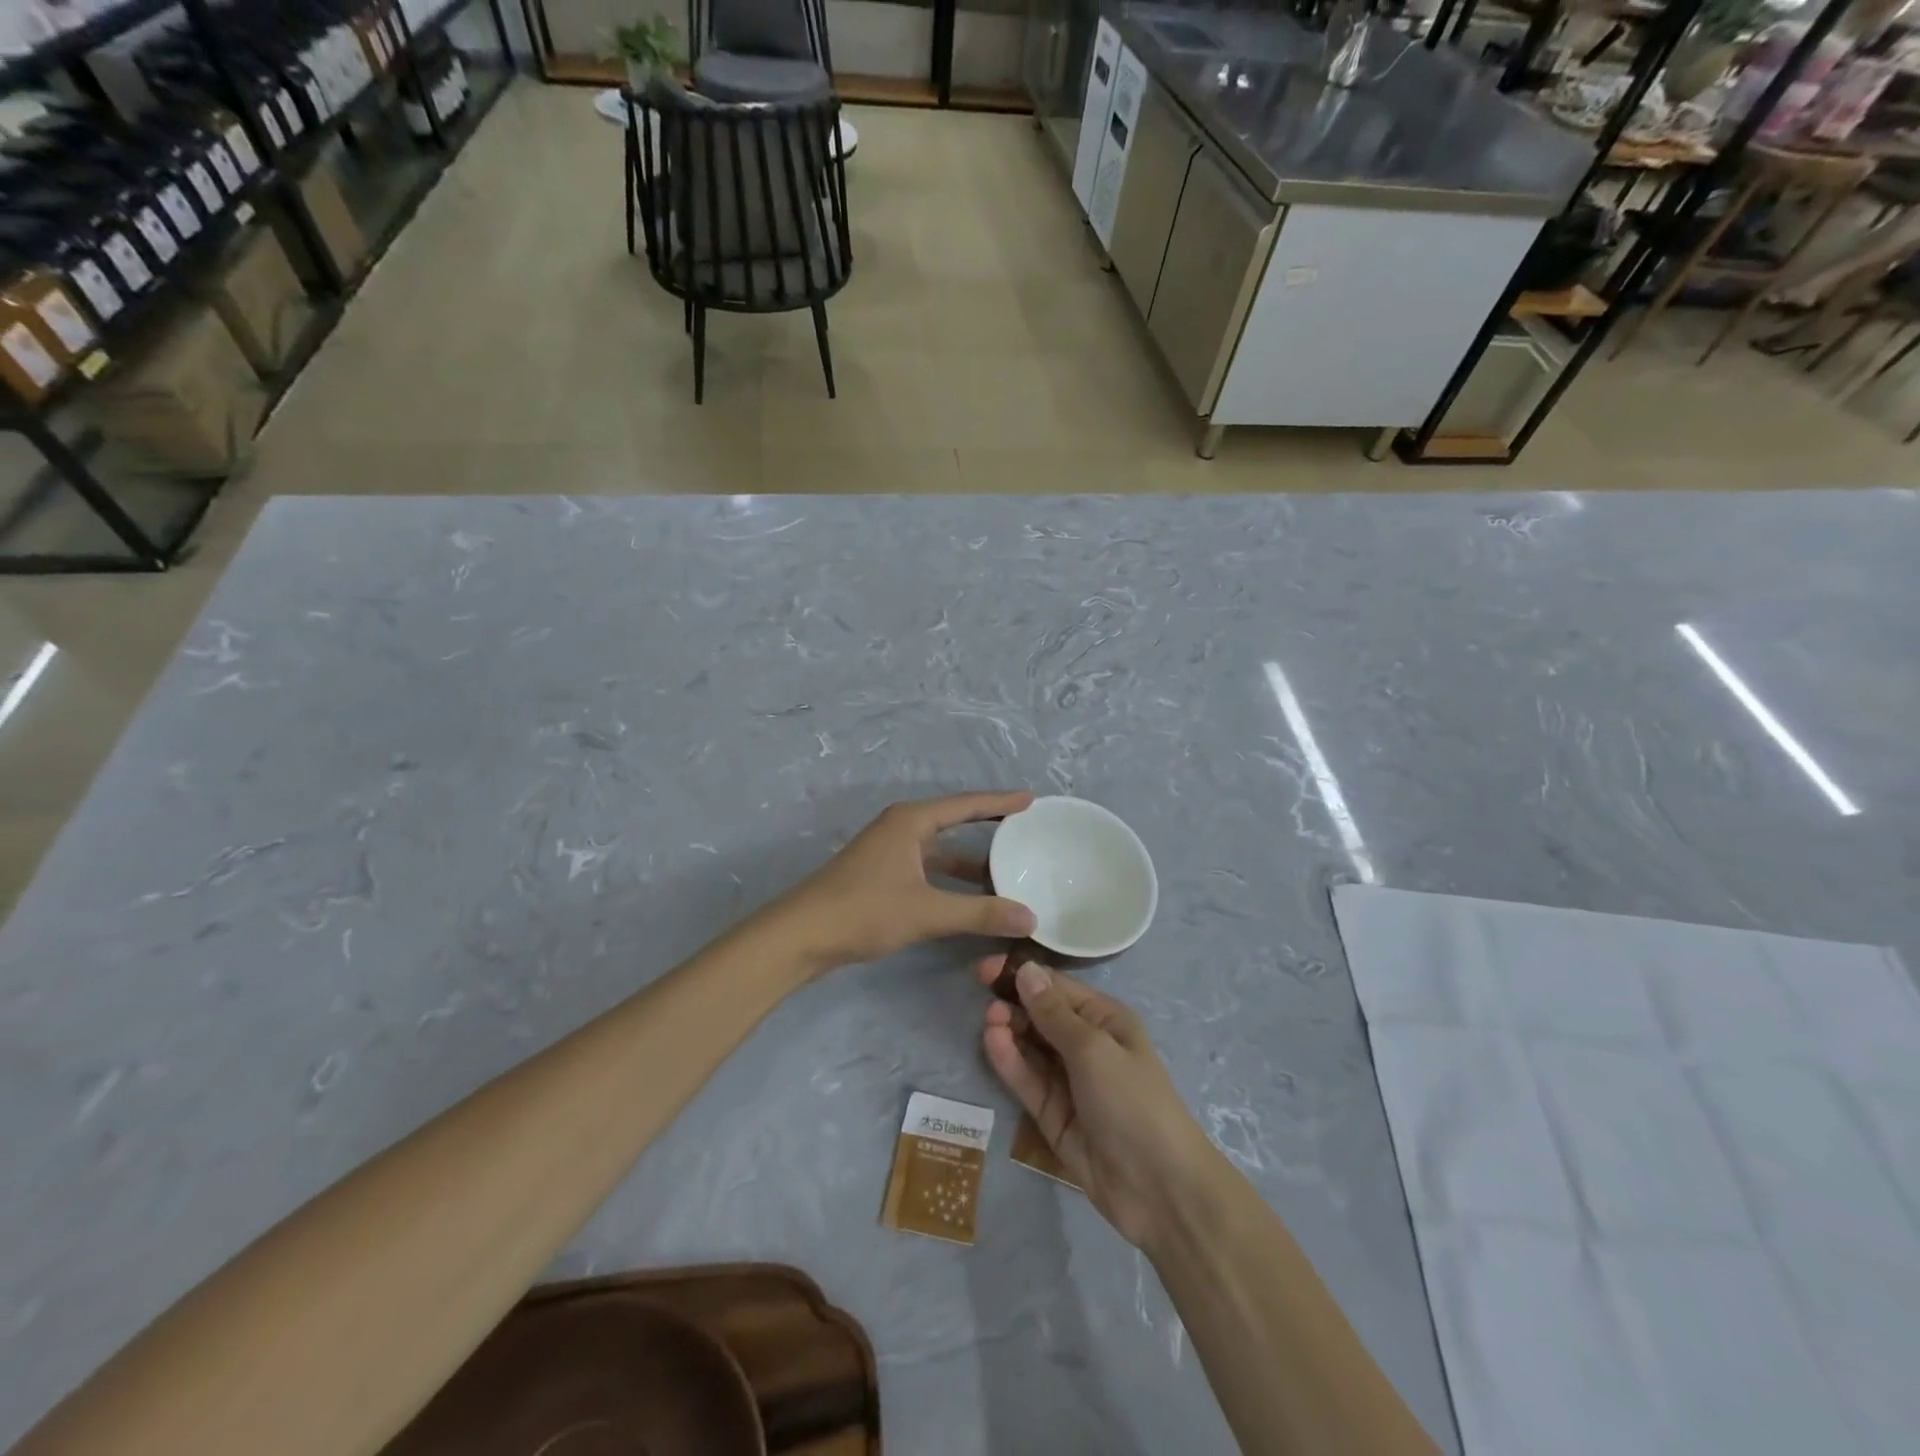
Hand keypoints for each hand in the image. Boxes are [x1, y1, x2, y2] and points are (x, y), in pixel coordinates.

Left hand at [771, 792, 1036, 973]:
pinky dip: (951, 879)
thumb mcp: (927, 911)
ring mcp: (888, 853)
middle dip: (988, 826)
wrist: (800, 936)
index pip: (966, 805)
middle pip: (954, 821)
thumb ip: (979, 913)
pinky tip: (970, 898)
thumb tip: (1030, 917)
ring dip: (970, 860)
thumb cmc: (863, 911)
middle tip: (1025, 830)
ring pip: (940, 850)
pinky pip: (928, 868)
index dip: (1000, 801)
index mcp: (911, 821)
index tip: (1031, 799)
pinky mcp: (881, 876)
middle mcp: (900, 829)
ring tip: (1008, 869)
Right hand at [979, 956, 1219, 1251]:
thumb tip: (1026, 970)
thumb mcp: (1093, 1048)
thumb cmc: (1132, 1101)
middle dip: (1013, 1005)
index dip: (1022, 975)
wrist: (1158, 1188)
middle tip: (989, 1007)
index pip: (1056, 987)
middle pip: (1040, 1015)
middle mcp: (1085, 1044)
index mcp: (1104, 1019)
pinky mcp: (1052, 1113)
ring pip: (1029, 1047)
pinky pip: (1027, 1079)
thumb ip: (1054, 1012)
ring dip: (1009, 1031)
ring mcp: (1067, 1080)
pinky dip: (1009, 1061)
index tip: (984, 970)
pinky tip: (992, 1043)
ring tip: (990, 1023)